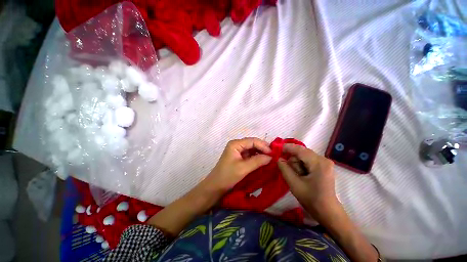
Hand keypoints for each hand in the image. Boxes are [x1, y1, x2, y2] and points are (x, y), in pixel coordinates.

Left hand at [203, 138, 271, 192]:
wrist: (215, 186)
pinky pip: (250, 154)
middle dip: (263, 148)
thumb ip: (257, 161)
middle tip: (273, 155)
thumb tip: (271, 157)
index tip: (273, 153)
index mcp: (235, 144)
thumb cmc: (227, 176)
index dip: (263, 145)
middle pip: (252, 143)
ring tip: (270, 158)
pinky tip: (263, 161)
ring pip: (252, 149)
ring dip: (260, 153)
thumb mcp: (243, 168)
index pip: (252, 141)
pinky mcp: (238, 157)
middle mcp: (236, 144)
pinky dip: (257, 157)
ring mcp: (237, 150)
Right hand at [277, 143, 337, 217]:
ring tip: (297, 176)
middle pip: (301, 152)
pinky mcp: (324, 166)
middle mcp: (323, 159)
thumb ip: (284, 168)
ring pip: (304, 156)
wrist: (327, 211)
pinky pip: (307, 160)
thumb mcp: (294, 183)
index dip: (287, 147)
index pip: (299, 150)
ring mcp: (324, 162)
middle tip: (290, 172)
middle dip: (292, 160)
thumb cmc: (311, 199)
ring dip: (297, 163)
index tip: (276, 149)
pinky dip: (301, 165)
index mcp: (318, 163)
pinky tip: (301, 174)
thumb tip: (278, 158)